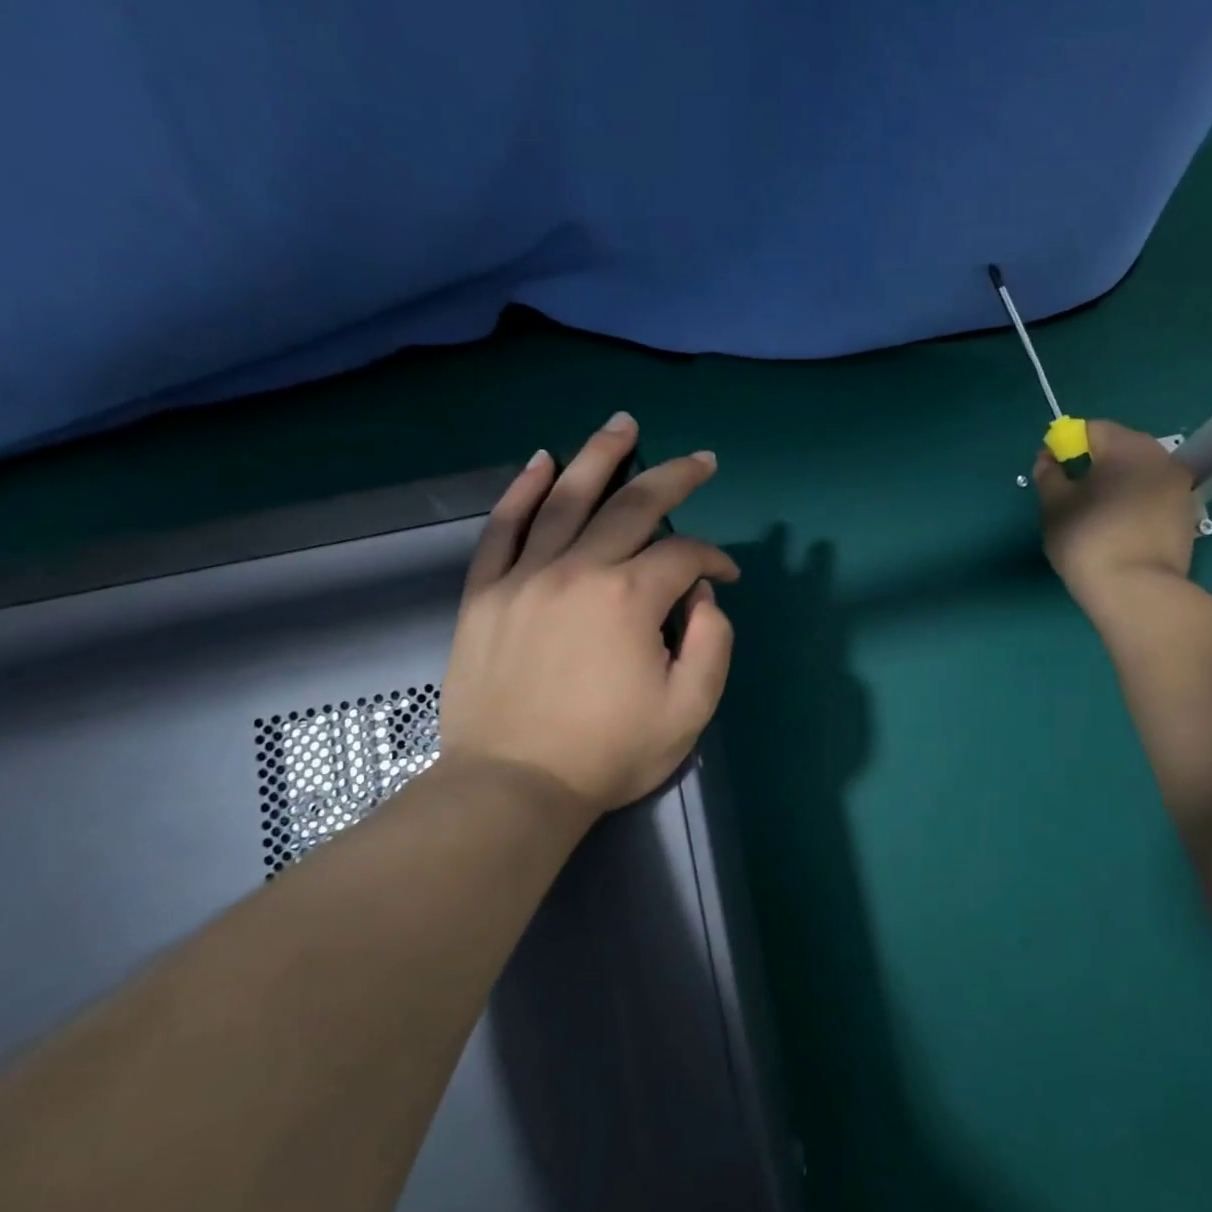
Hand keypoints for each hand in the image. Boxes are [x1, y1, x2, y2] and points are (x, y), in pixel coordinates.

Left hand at [437, 412, 738, 815]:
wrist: (513, 786)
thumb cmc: (609, 753)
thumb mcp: (691, 708)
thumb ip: (712, 640)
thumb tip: (701, 592)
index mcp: (630, 598)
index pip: (684, 554)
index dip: (714, 558)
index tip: (726, 576)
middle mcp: (578, 570)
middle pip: (631, 506)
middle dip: (673, 478)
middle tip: (699, 459)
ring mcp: (524, 576)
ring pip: (565, 499)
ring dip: (599, 457)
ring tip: (621, 425)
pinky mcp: (485, 593)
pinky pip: (503, 528)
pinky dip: (521, 491)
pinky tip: (540, 461)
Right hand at [1035, 420, 1197, 607]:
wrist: (1136, 590)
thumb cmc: (1087, 539)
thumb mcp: (1054, 506)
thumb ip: (1048, 475)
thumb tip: (1048, 458)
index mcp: (1127, 446)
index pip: (1093, 429)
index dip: (1068, 445)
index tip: (1053, 472)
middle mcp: (1161, 457)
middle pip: (1121, 449)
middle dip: (1095, 464)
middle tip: (1072, 496)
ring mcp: (1180, 487)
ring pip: (1139, 475)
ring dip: (1117, 486)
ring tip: (1096, 517)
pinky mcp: (1187, 516)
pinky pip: (1153, 498)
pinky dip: (1134, 506)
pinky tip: (1119, 532)